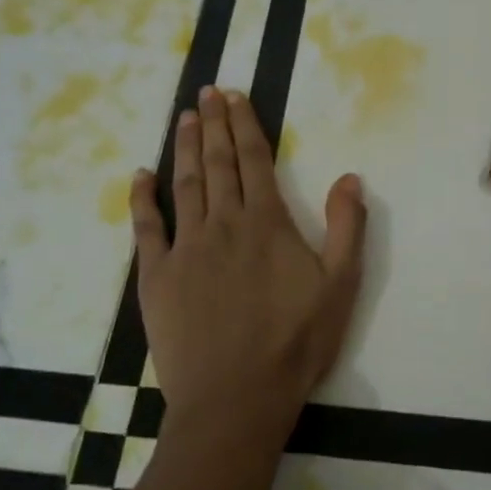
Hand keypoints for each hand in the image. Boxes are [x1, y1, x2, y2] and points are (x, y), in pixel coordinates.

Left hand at [130, 86, 366, 445]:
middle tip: (206, 92)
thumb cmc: (295, 342)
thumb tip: (350, 176)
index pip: (254, 159)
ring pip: (185, 184)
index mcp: (267, 222)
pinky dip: (142, 197)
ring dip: (184, 147)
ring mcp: (186, 247)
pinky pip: (146, 226)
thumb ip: (348, 228)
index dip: (244, 123)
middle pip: (217, 162)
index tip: (234, 95)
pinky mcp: (156, 275)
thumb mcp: (341, 286)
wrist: (237, 397)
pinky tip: (140, 175)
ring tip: (183, 117)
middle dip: (212, 123)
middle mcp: (223, 222)